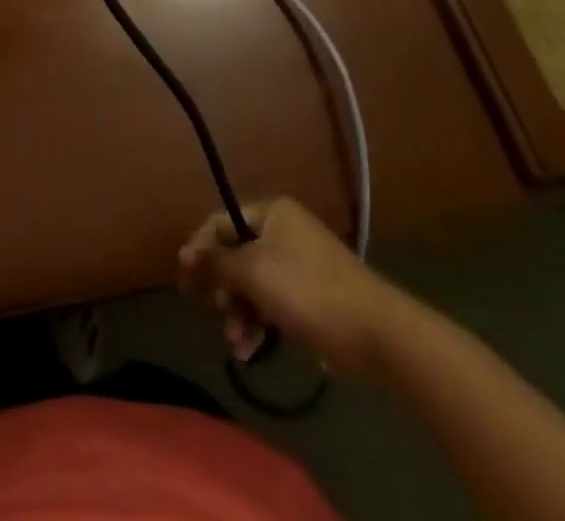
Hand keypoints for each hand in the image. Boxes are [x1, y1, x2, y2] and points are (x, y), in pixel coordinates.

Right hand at [178, 197, 417, 376]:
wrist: (379, 334)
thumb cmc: (308, 290)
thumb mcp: (253, 271)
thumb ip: (215, 262)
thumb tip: (186, 254)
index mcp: (271, 213)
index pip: (220, 223)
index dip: (200, 249)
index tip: (185, 281)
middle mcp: (284, 232)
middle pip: (236, 256)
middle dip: (223, 289)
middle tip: (216, 313)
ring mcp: (300, 265)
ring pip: (254, 285)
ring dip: (240, 313)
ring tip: (237, 345)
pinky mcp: (312, 297)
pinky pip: (274, 304)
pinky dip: (261, 324)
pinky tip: (253, 351)